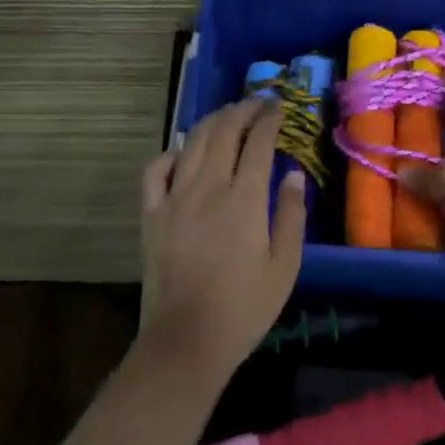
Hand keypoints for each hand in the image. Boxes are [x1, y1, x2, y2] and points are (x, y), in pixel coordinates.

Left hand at [136, 98, 306, 387]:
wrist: (186, 341)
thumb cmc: (244, 308)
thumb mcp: (284, 266)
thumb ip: (291, 214)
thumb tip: (292, 173)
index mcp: (244, 198)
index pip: (258, 142)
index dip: (269, 119)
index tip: (278, 107)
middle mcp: (208, 186)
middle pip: (223, 131)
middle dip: (242, 109)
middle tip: (256, 103)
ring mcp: (174, 197)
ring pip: (192, 142)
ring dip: (212, 122)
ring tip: (227, 116)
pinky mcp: (152, 214)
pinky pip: (155, 170)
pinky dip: (170, 153)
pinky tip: (182, 153)